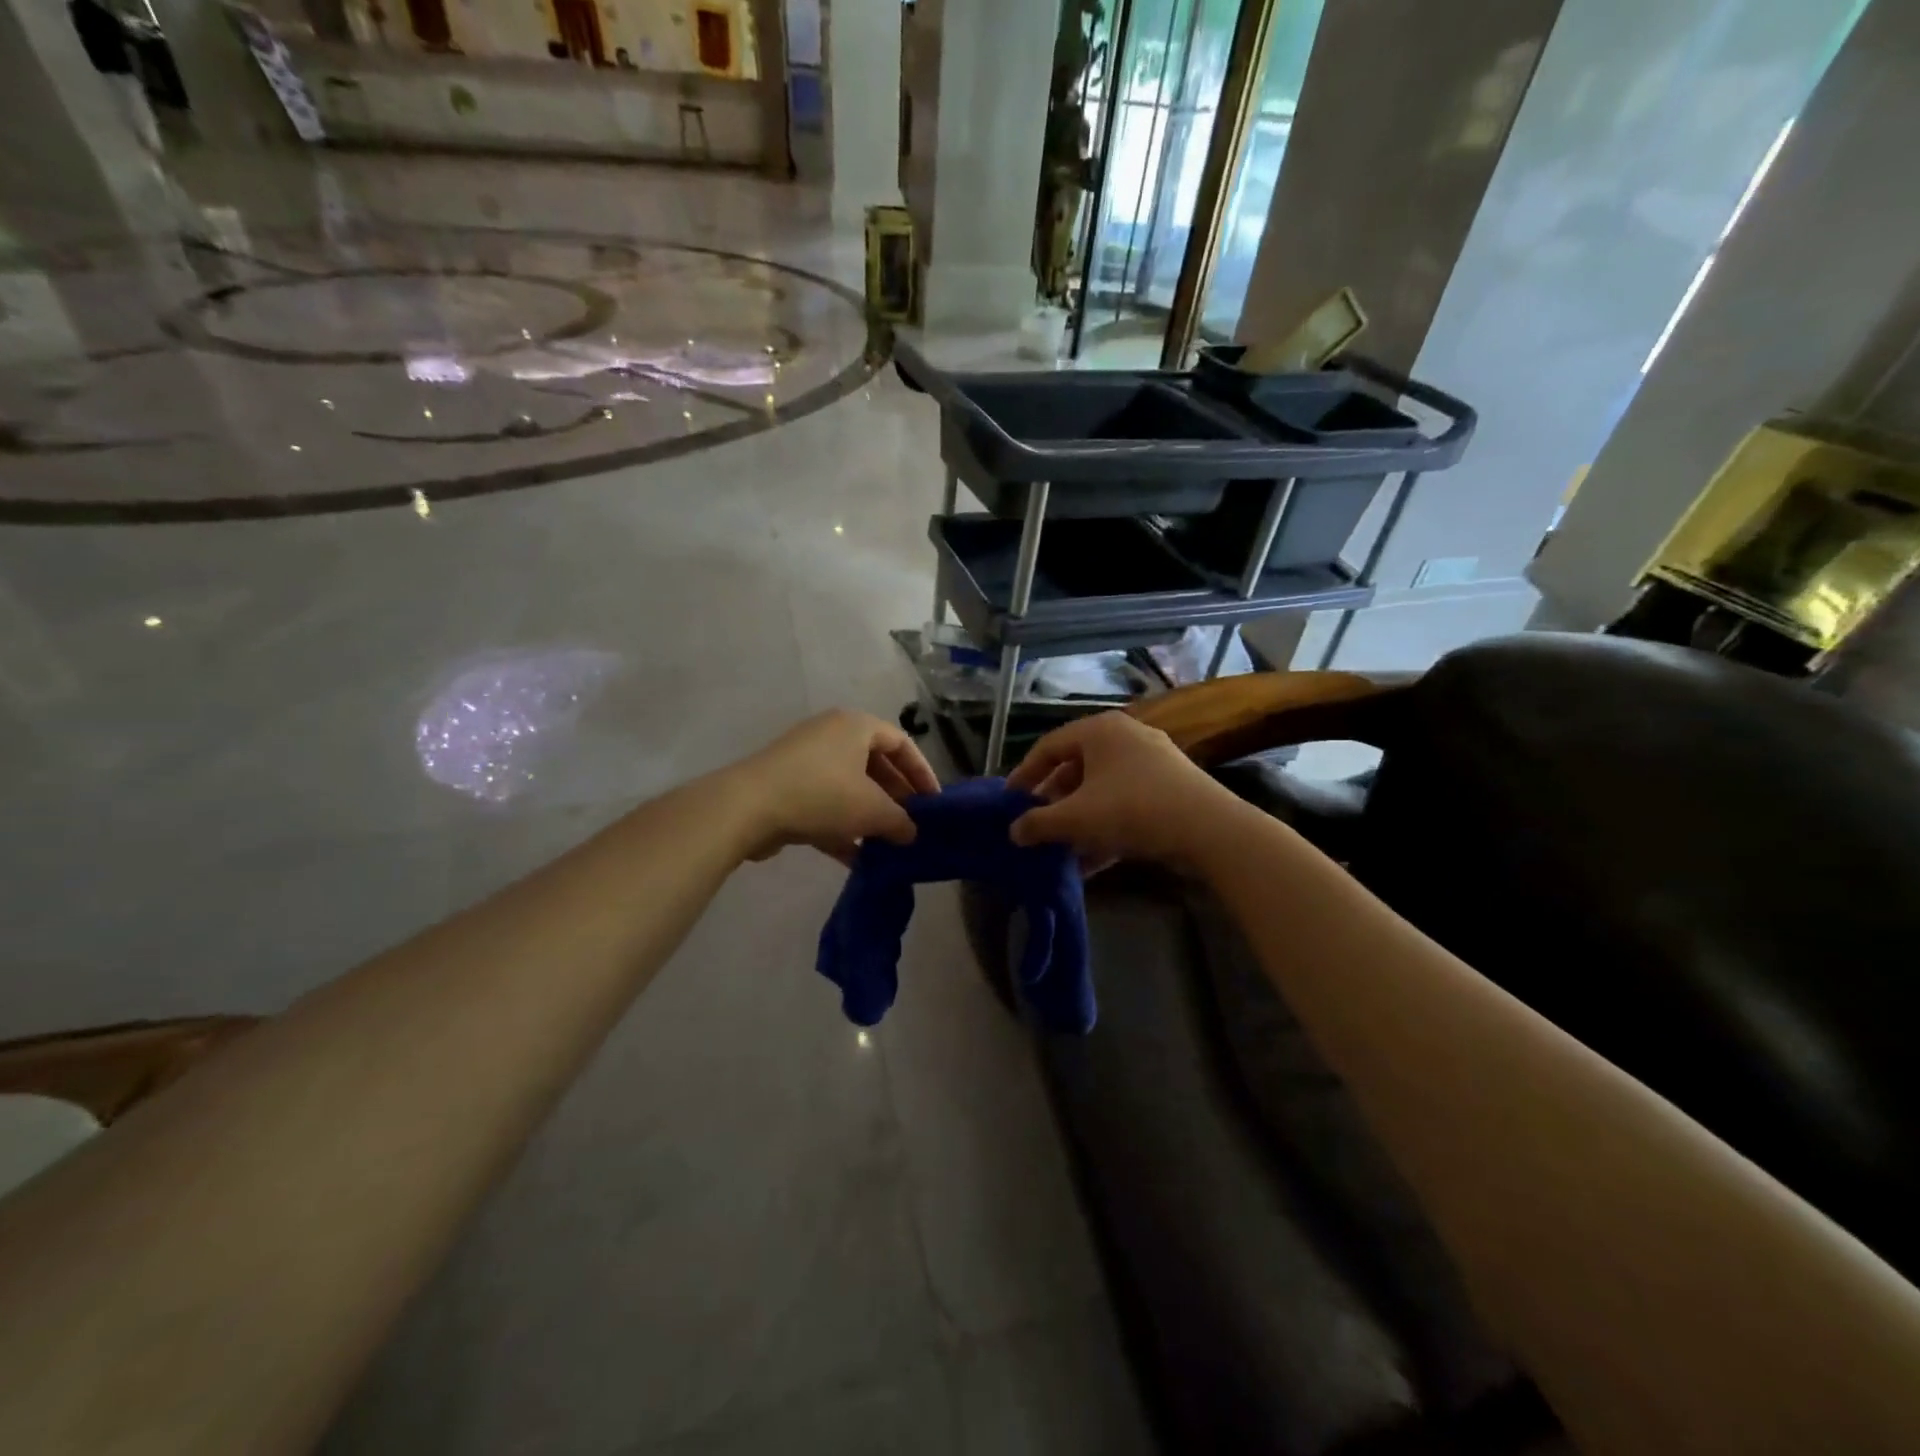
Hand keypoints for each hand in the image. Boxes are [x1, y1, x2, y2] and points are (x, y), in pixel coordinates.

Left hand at [728, 709, 940, 864]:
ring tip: (888, 845)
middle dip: (895, 798)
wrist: (747, 807)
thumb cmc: (822, 794)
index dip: (921, 773)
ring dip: (869, 816)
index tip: (933, 803)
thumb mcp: (872, 809)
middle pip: (874, 765)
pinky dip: (842, 828)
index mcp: (855, 726)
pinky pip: (825, 805)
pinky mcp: (786, 788)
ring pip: (849, 787)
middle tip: (911, 825)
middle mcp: (831, 736)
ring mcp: (805, 762)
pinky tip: (857, 858)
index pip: (901, 743)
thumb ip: (900, 821)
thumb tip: (911, 833)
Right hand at [1006, 711, 1242, 868]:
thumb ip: (1039, 824)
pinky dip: (1105, 826)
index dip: (1024, 774)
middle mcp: (1124, 736)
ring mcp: (1151, 761)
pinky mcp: (1169, 787)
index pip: (1048, 747)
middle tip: (1035, 825)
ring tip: (1060, 848)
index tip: (1009, 800)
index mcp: (1099, 730)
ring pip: (1101, 789)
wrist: (1209, 828)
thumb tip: (1014, 831)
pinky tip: (1091, 861)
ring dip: (1078, 819)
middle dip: (1053, 802)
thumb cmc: (1132, 809)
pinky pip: (1125, 803)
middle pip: (1076, 768)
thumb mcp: (1076, 818)